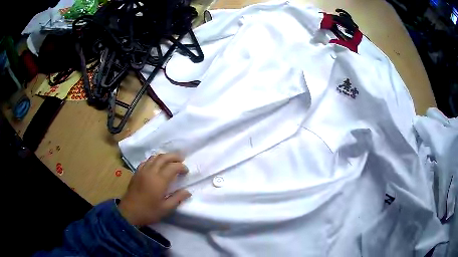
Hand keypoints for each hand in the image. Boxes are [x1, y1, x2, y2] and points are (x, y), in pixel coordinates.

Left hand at [118, 153, 191, 225]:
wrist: (129, 212)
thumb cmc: (148, 211)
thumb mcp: (166, 208)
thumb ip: (177, 198)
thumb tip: (187, 191)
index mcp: (159, 180)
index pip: (173, 167)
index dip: (181, 167)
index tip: (186, 171)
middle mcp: (150, 172)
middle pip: (163, 157)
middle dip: (174, 156)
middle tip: (181, 159)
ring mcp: (142, 171)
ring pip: (154, 157)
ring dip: (164, 157)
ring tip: (170, 161)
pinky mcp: (136, 173)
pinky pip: (146, 161)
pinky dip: (154, 160)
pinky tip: (156, 165)